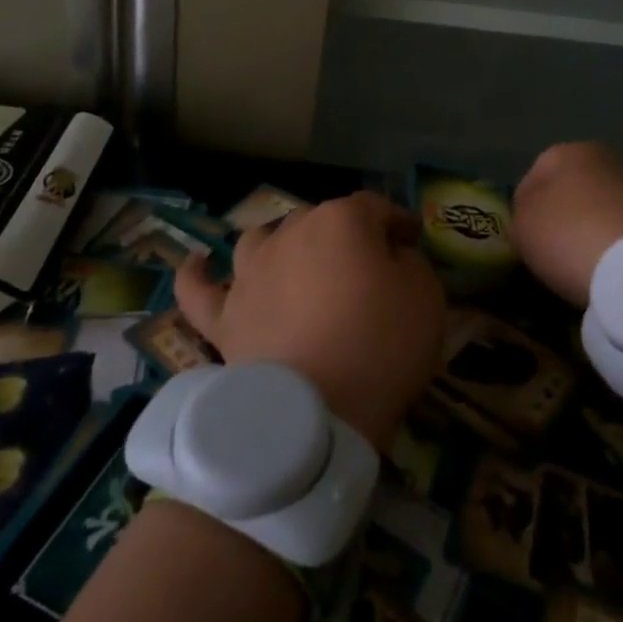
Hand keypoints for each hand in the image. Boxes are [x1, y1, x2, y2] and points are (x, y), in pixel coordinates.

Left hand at [174, 192, 446, 450]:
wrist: (316, 413)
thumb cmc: (380, 347)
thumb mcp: (425, 297)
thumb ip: (409, 262)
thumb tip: (390, 255)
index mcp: (341, 221)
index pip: (375, 208)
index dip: (397, 221)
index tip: (412, 240)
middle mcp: (289, 234)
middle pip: (319, 220)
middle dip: (345, 235)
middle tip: (366, 266)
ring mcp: (250, 274)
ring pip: (262, 240)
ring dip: (283, 245)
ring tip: (296, 261)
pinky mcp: (224, 317)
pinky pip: (199, 289)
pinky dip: (197, 274)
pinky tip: (198, 264)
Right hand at [511, 142, 622, 306]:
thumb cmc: (572, 237)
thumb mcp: (523, 229)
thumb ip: (520, 217)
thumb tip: (532, 218)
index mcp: (563, 152)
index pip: (529, 182)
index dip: (524, 215)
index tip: (528, 245)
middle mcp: (603, 156)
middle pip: (571, 191)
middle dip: (564, 219)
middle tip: (557, 255)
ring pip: (603, 208)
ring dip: (595, 230)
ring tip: (590, 266)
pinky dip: (622, 243)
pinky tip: (618, 267)